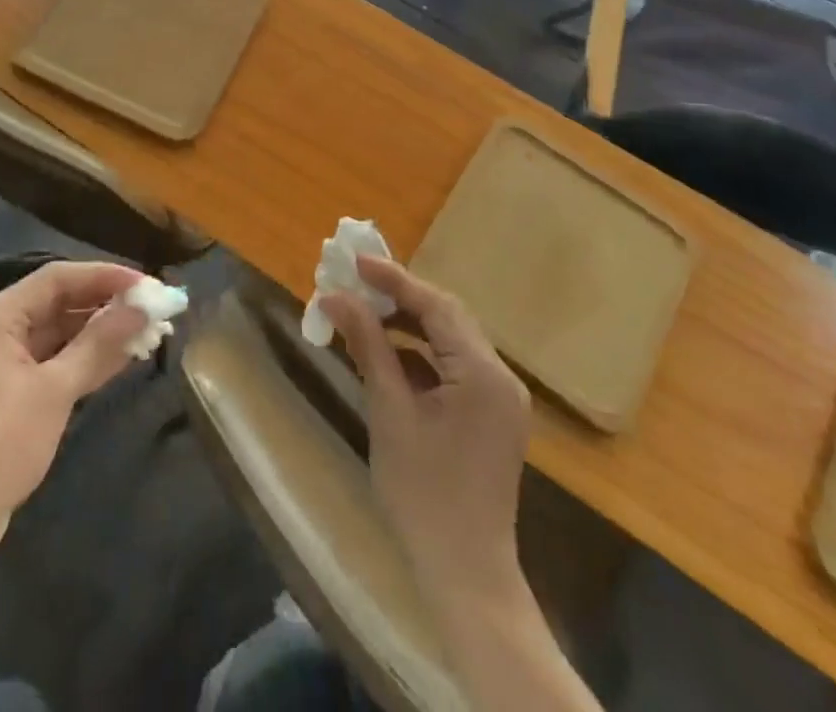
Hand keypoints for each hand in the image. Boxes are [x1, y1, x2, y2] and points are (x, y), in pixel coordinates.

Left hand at [0, 261, 146, 558]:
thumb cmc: (1, 444)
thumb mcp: (55, 390)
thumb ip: (99, 344)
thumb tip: (141, 310)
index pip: (58, 277)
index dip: (105, 276)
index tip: (147, 285)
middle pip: (59, 299)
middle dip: (106, 303)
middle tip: (153, 308)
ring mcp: (3, 357)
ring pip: (60, 328)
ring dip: (100, 330)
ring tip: (146, 329)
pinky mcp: (11, 385)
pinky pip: (54, 355)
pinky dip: (85, 354)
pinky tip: (121, 356)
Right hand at [321, 257, 532, 593]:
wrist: (466, 575)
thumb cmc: (423, 493)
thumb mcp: (389, 412)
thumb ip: (368, 346)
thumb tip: (336, 297)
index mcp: (482, 373)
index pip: (436, 306)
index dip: (394, 279)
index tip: (355, 260)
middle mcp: (500, 376)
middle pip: (447, 317)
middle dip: (400, 297)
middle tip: (355, 283)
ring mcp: (500, 397)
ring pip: (450, 340)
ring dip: (408, 324)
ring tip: (364, 313)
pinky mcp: (491, 415)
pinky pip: (454, 367)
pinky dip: (421, 355)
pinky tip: (387, 356)